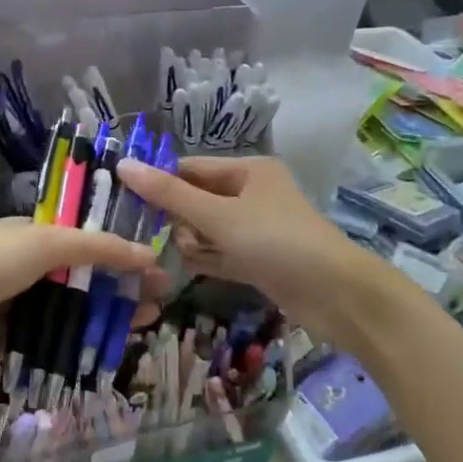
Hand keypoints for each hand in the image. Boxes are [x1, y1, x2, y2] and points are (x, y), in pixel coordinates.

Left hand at [0, 217, 163, 390]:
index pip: (84, 237)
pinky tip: (108, 350)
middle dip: (120, 285)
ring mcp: (15, 305)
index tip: (154, 264)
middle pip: (83, 276)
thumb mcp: (44, 244)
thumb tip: (147, 254)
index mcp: (30, 234)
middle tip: (160, 300)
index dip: (119, 249)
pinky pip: (50, 341)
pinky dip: (77, 344)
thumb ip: (96, 248)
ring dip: (105, 316)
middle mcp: (25, 267)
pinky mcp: (7, 341)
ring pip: (70, 310)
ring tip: (144, 324)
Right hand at [116, 155, 375, 340]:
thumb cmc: (278, 242)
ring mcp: (257, 229)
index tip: (123, 200)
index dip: (158, 181)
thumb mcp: (219, 216)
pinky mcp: (260, 260)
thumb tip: (123, 165)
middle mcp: (252, 194)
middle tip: (138, 234)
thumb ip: (170, 195)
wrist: (340, 297)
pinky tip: (178, 269)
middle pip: (198, 198)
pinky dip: (204, 259)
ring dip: (187, 240)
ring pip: (208, 228)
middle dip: (172, 215)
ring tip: (162, 255)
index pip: (190, 168)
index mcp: (248, 171)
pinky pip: (221, 254)